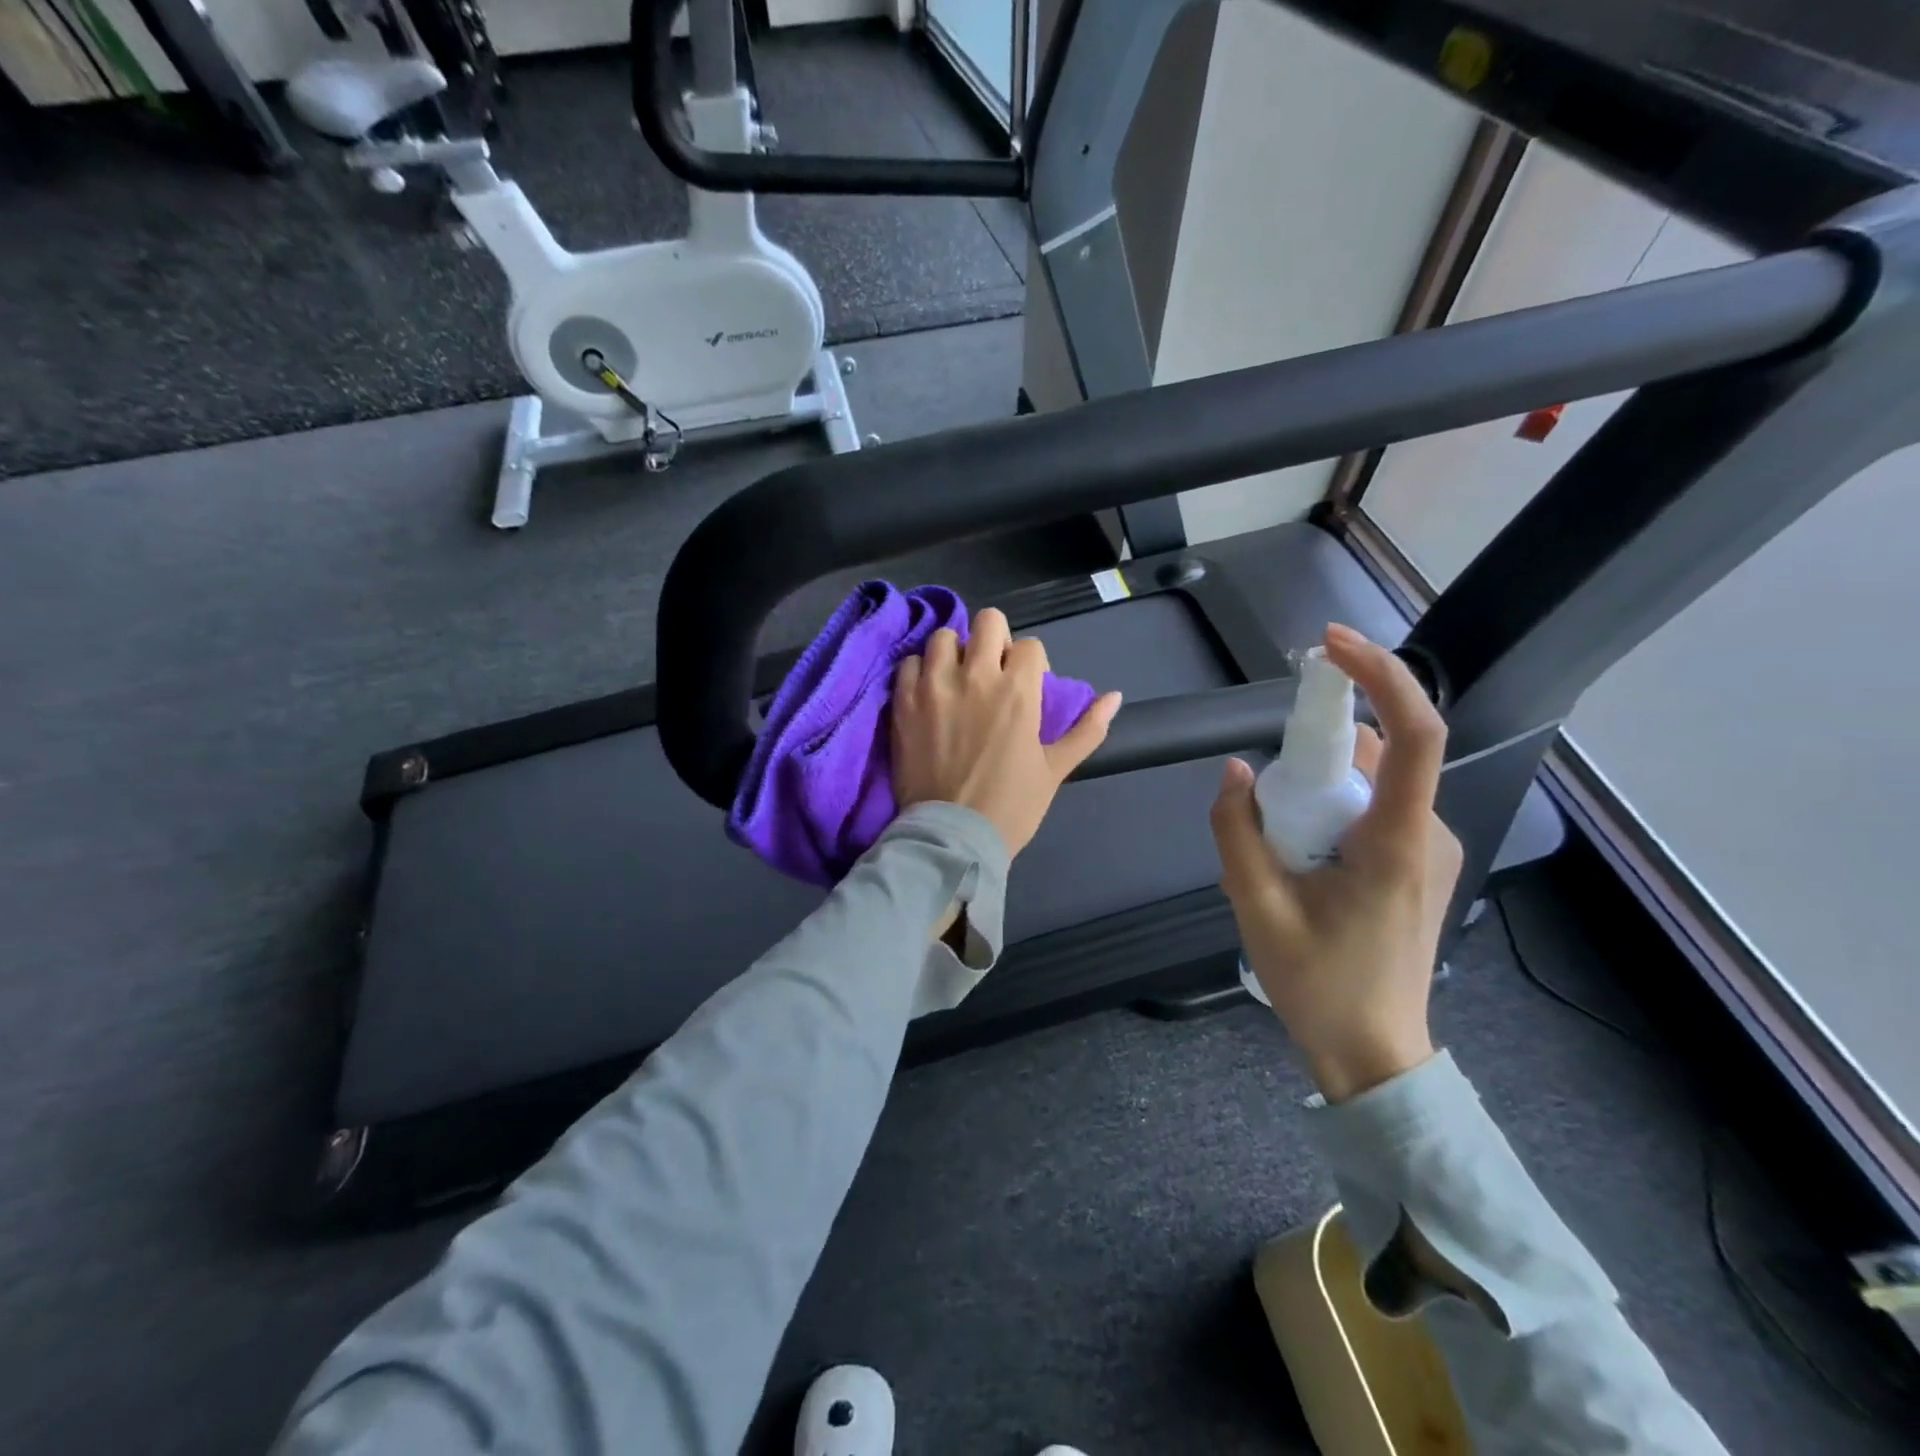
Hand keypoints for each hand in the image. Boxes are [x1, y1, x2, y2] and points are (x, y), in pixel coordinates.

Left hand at [891, 608, 1122, 858]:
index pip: (1030, 645)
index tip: (1024, 687)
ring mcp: (935, 686)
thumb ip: (1087, 730)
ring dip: (954, 651)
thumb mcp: (1056, 769)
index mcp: (1019, 690)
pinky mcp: (903, 702)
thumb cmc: (1011, 805)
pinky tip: (928, 693)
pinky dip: (920, 671)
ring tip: (955, 678)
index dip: (1031, 663)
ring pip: (943, 637)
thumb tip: (1114, 697)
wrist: (954, 837)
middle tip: (990, 670)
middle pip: (988, 622)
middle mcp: (976, 676)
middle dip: (994, 640)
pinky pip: (909, 663)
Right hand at [1210, 624, 1461, 1101]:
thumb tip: (1235, 771)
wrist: (1374, 1053)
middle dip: (1321, 747)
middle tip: (1267, 792)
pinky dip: (1335, 806)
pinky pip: (1379, 808)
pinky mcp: (1421, 865)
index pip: (1413, 734)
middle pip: (1383, 753)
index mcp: (1394, 842)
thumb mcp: (1256, 908)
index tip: (1331, 646)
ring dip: (1323, 784)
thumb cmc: (1318, 985)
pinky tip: (1303, 857)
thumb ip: (1237, 832)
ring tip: (1280, 845)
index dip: (1379, 676)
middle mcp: (1426, 834)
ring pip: (1377, 782)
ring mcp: (1430, 850)